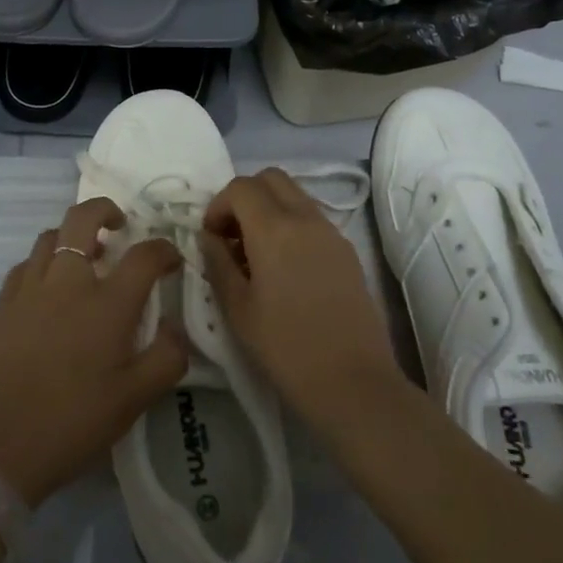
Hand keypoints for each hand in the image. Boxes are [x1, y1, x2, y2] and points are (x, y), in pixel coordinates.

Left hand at [0, 198, 186, 504]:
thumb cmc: (74, 422)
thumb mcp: (135, 400)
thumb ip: (167, 359)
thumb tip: (177, 329)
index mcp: (107, 303)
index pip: (144, 255)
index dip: (164, 250)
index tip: (171, 261)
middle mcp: (68, 281)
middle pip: (83, 218)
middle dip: (105, 209)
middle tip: (119, 225)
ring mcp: (30, 288)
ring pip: (50, 235)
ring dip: (72, 235)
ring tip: (85, 257)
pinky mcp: (3, 303)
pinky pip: (26, 264)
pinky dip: (43, 261)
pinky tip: (49, 286)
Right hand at [200, 168, 406, 430]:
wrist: (354, 383)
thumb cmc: (286, 348)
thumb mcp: (237, 308)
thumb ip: (217, 263)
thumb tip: (208, 238)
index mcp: (274, 228)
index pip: (240, 187)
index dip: (218, 205)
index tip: (211, 238)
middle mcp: (305, 218)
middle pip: (270, 178)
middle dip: (244, 197)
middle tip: (232, 236)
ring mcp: (331, 232)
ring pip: (294, 194)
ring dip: (269, 208)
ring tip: (256, 253)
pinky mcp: (347, 251)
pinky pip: (312, 217)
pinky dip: (290, 223)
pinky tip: (283, 267)